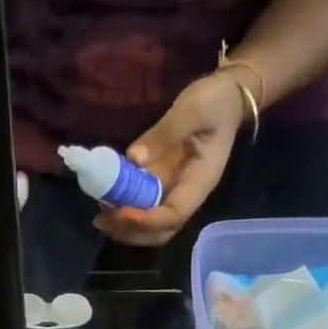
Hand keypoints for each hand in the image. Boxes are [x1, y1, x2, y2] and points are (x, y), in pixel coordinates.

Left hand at [95, 72, 246, 246]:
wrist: (227, 97)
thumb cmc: (216, 102)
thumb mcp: (193, 109)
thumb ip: (165, 134)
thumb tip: (133, 159)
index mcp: (200, 182)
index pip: (174, 215)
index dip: (146, 220)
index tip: (120, 211)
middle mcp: (187, 195)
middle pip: (161, 231)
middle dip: (131, 231)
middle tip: (102, 220)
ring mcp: (175, 191)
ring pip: (150, 225)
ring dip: (124, 226)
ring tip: (100, 216)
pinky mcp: (164, 184)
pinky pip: (144, 207)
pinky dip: (124, 210)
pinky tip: (106, 202)